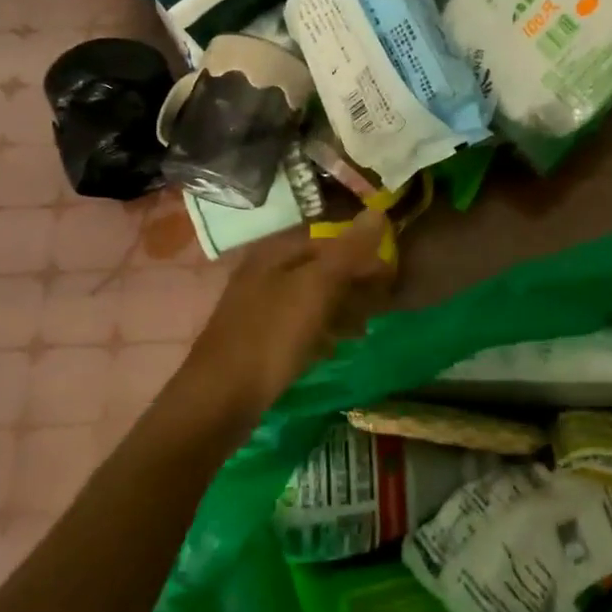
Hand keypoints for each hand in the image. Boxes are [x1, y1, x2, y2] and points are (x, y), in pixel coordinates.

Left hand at [172, 209, 393, 422]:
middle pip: (320, 267)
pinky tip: (335, 346)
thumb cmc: (271, 336)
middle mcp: (265, 273)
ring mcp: (260, 308)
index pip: (328, 238)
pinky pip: (300, 325)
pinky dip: (322, 330)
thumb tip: (377, 211)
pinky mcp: (260, 339)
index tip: (391, 273)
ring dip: (342, 307)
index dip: (362, 252)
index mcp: (275, 253)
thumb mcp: (315, 288)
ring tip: (365, 327)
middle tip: (383, 303)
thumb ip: (348, 251)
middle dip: (354, 282)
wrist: (220, 399)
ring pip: (312, 297)